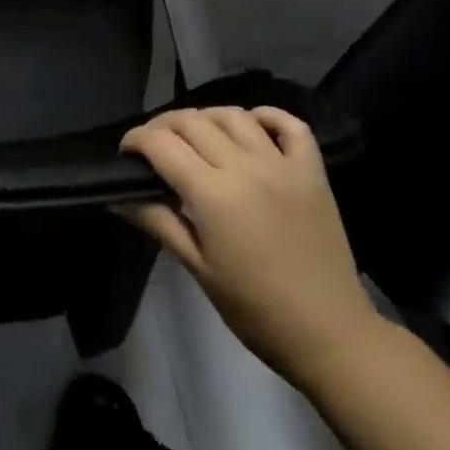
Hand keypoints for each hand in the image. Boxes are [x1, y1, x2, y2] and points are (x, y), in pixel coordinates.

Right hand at [119, 107, 383, 383]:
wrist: (330, 335)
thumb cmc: (255, 309)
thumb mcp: (199, 270)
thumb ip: (158, 223)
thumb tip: (118, 197)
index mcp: (212, 194)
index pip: (161, 144)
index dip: (135, 140)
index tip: (126, 152)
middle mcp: (244, 166)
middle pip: (192, 121)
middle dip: (164, 125)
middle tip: (155, 145)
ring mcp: (281, 163)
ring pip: (233, 114)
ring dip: (207, 117)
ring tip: (198, 136)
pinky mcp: (311, 170)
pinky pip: (288, 124)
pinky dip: (267, 115)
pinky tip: (252, 124)